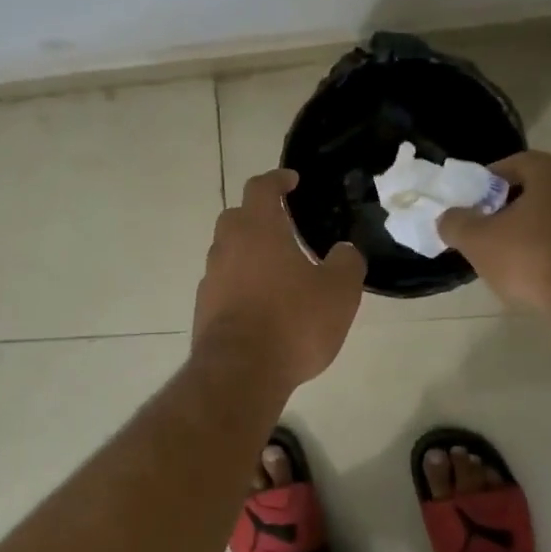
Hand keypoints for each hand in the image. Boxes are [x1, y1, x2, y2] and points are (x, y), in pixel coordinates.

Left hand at [192, 169, 364, 389]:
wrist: (241, 371)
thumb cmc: (294, 321)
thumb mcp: (339, 292)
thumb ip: (347, 263)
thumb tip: (345, 251)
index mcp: (258, 229)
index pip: (261, 187)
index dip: (277, 180)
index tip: (292, 181)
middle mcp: (227, 245)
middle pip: (237, 216)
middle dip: (258, 215)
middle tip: (284, 226)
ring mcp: (210, 277)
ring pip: (227, 250)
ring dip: (248, 251)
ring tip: (276, 268)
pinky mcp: (203, 307)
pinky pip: (223, 282)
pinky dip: (239, 282)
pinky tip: (260, 302)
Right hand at [437, 150, 550, 313]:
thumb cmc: (531, 258)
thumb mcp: (477, 240)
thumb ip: (456, 223)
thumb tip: (449, 217)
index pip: (515, 163)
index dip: (489, 181)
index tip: (472, 202)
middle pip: (541, 189)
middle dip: (513, 206)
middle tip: (489, 228)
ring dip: (538, 229)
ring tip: (514, 255)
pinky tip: (542, 273)